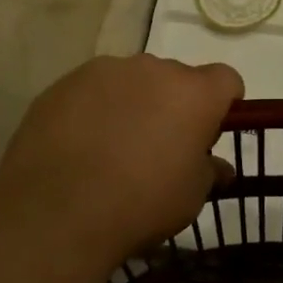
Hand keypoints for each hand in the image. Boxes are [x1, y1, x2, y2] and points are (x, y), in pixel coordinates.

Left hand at [0, 55, 242, 268]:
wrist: (56, 213)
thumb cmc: (141, 204)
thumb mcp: (190, 197)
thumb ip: (208, 171)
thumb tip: (218, 167)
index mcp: (193, 93)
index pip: (225, 79)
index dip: (223, 103)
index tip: (209, 132)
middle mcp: (152, 69)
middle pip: (175, 78)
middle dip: (174, 104)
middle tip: (160, 145)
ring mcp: (104, 71)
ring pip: (131, 81)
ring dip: (133, 103)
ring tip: (114, 146)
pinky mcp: (63, 83)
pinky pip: (91, 90)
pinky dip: (94, 109)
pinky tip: (80, 146)